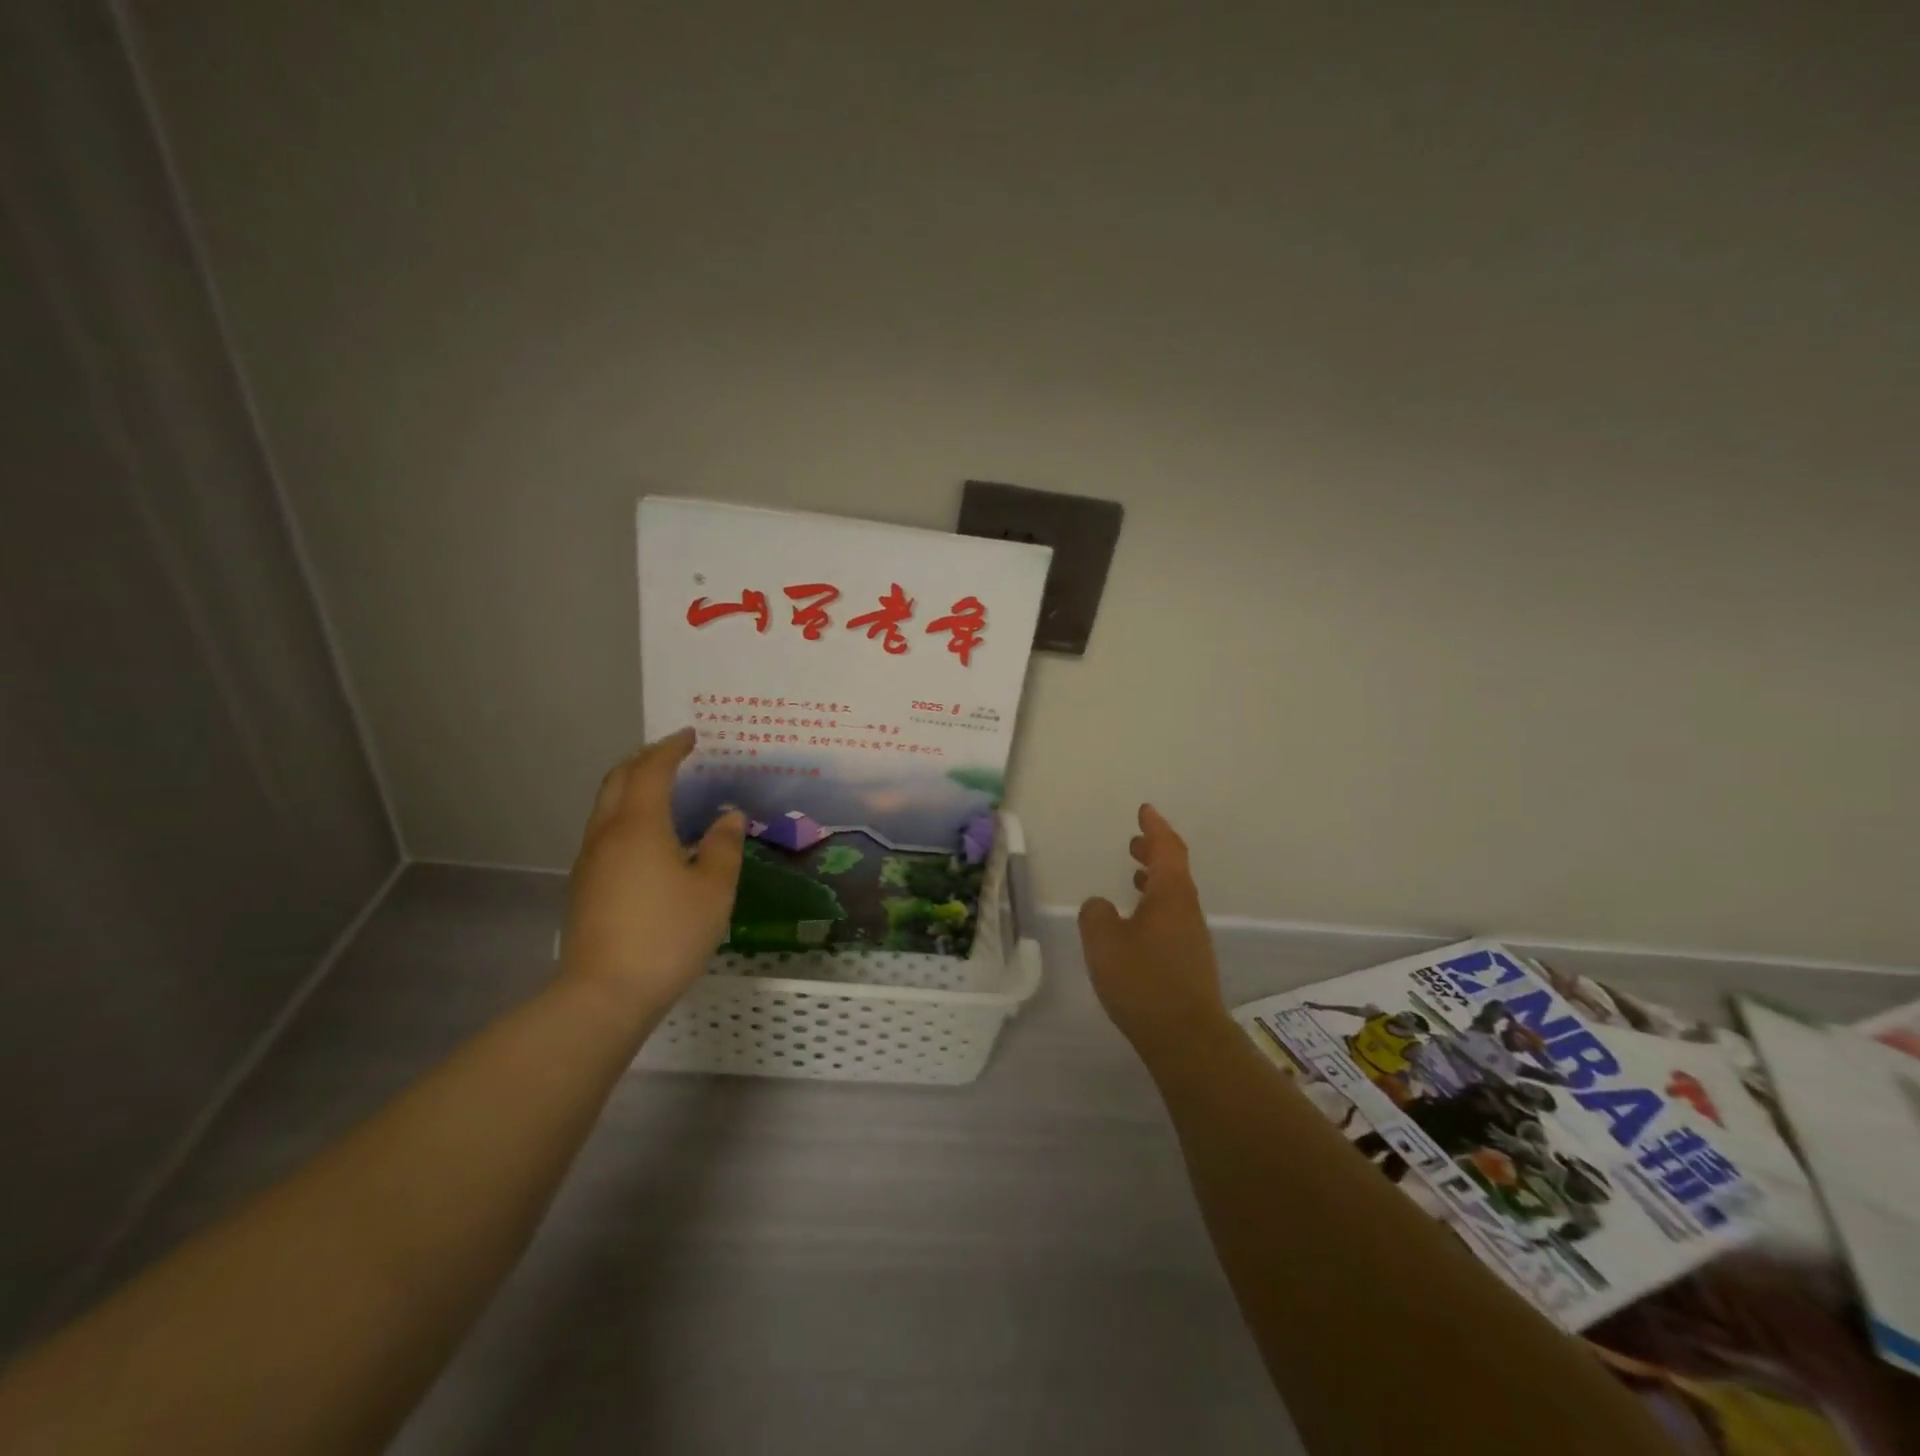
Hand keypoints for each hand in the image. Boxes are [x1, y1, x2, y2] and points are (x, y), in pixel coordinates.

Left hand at [561, 728, 744, 1016]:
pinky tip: (648, 835)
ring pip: (606, 805)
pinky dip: (626, 813)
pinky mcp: (585, 884)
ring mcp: (591, 860)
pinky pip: (605, 830)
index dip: (671, 748)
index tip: (691, 736)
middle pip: (619, 779)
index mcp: (640, 825)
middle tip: (673, 754)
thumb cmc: (668, 935)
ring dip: (631, 785)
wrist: (605, 993)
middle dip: (645, 759)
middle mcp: (608, 833)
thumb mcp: (713, 890)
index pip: (652, 770)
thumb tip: (728, 816)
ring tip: (661, 788)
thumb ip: (724, 847)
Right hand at [1078, 805, 1231, 1060]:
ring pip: (1173, 896)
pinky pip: (1172, 918)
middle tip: (1135, 842)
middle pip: (1174, 870)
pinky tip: (1137, 923)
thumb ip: (1096, 914)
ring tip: (1133, 875)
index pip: (1167, 849)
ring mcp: (1192, 938)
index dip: (1155, 828)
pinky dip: (1155, 906)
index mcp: (1170, 895)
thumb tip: (1100, 905)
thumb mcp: (1104, 941)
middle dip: (1155, 852)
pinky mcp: (1190, 963)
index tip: (1145, 810)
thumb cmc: (1143, 981)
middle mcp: (1187, 911)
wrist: (1186, 1038)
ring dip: (1154, 879)